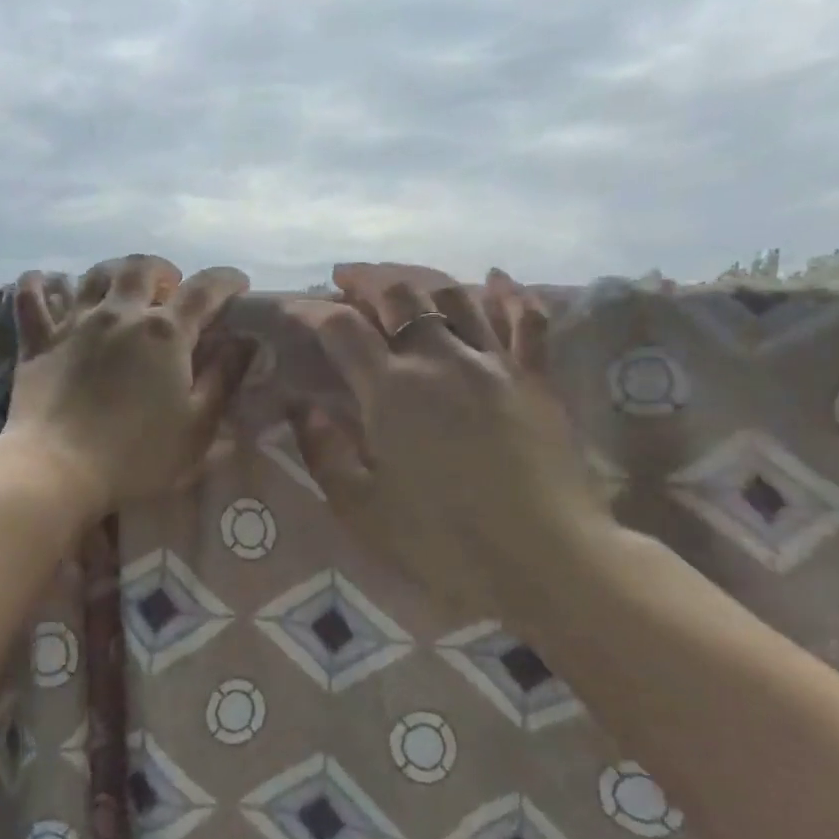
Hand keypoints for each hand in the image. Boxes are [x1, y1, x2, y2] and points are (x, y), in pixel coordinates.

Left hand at [4, 255, 254, 519]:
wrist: (59, 469)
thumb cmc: (137, 455)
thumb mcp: (197, 425)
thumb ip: (224, 378)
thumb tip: (246, 341)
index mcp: (165, 333)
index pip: (205, 290)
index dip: (226, 280)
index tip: (238, 284)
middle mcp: (120, 314)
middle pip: (142, 269)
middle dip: (163, 270)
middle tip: (170, 287)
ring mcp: (74, 323)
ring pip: (93, 275)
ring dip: (113, 272)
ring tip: (121, 287)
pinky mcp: (38, 340)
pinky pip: (31, 298)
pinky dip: (38, 284)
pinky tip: (43, 281)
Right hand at [287, 262, 613, 605]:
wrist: (547, 560)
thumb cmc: (443, 541)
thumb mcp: (361, 508)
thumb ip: (325, 452)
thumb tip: (306, 407)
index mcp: (391, 390)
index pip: (340, 328)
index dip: (309, 310)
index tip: (290, 307)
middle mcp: (440, 359)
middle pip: (399, 293)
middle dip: (365, 279)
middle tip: (345, 280)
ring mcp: (494, 363)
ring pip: (455, 296)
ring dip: (420, 279)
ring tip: (400, 280)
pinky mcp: (536, 379)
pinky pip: (527, 321)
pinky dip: (510, 294)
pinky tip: (496, 278)